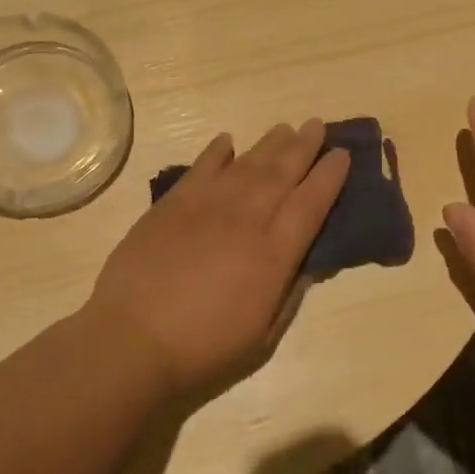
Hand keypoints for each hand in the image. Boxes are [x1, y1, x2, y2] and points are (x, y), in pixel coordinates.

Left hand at [85, 119, 351, 400]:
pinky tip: (227, 141)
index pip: (310, 204)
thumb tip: (308, 263)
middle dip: (303, 147)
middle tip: (316, 124)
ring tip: (284, 128)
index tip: (342, 154)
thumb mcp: (263, 336)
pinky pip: (200, 169)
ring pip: (246, 165)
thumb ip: (288, 293)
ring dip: (269, 144)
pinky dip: (216, 152)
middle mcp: (245, 220)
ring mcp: (205, 208)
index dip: (329, 177)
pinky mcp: (171, 205)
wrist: (132, 340)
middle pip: (281, 173)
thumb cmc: (203, 348)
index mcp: (272, 255)